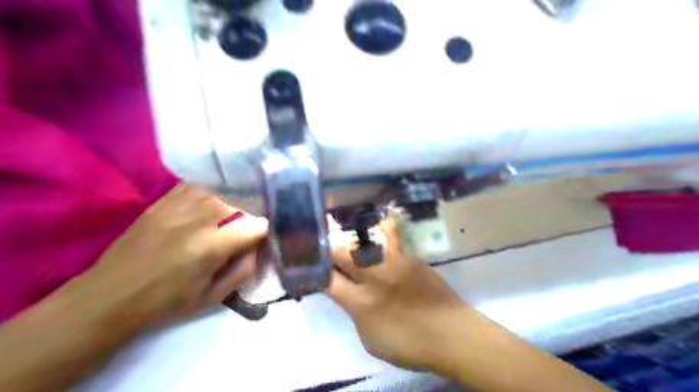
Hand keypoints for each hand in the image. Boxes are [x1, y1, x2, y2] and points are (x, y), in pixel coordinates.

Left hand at [62, 183, 267, 329]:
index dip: (264, 232)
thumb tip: (257, 247)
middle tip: (240, 236)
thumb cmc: (165, 303)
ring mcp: (177, 207)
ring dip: (229, 208)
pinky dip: (208, 195)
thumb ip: (244, 270)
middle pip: (240, 206)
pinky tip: (206, 207)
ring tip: (223, 222)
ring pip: (220, 194)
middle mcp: (197, 220)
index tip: (261, 240)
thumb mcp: (213, 297)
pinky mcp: (162, 202)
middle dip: (246, 221)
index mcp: (211, 247)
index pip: (255, 226)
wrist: (109, 296)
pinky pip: (196, 188)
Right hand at [326, 217, 468, 373]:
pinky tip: (382, 220)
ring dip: (351, 238)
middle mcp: (373, 278)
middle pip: (341, 254)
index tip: (312, 267)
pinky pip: (392, 237)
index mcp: (360, 303)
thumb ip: (355, 313)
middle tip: (327, 250)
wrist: (451, 333)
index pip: (328, 280)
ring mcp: (392, 264)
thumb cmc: (409, 343)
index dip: (316, 272)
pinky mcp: (409, 257)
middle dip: (329, 250)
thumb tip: (346, 293)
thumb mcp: (371, 339)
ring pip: (364, 241)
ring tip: (345, 231)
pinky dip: (384, 228)